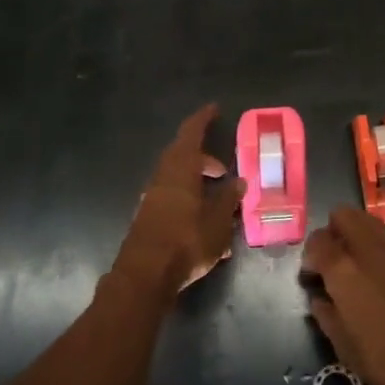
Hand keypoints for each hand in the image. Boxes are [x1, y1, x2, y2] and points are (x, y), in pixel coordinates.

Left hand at [116, 104, 240, 295]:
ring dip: (197, 183)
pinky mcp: (148, 218)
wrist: (145, 276)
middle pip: (183, 156)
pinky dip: (189, 202)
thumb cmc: (186, 240)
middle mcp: (163, 177)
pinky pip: (172, 199)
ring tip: (219, 202)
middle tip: (223, 170)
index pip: (191, 133)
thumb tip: (239, 182)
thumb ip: (229, 198)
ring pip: (177, 179)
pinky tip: (205, 226)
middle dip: (204, 160)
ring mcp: (152, 198)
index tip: (214, 109)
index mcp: (180, 168)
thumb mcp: (218, 220)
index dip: (203, 119)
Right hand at [301, 208, 384, 384]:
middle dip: (335, 232)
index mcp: (342, 270)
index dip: (311, 256)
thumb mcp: (344, 348)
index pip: (317, 241)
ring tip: (367, 259)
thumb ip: (326, 315)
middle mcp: (368, 247)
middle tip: (338, 260)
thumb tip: (319, 298)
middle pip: (343, 215)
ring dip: (362, 233)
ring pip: (371, 218)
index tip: (315, 275)